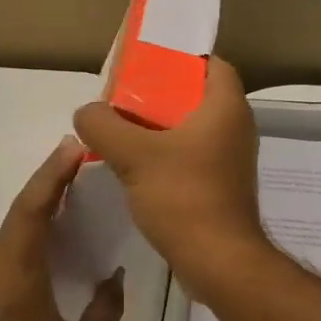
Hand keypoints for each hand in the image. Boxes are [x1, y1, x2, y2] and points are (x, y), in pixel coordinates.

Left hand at [0, 138, 125, 320]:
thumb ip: (106, 305)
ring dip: (31, 230)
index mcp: (16, 276)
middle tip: (74, 177)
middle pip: (15, 222)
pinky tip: (36, 279)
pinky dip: (16, 260)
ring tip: (62, 226)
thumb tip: (112, 276)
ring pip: (3, 248)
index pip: (31, 209)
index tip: (70, 148)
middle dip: (44, 195)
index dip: (51, 174)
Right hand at [72, 57, 271, 294]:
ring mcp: (228, 159)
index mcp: (226, 107)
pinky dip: (164, 155)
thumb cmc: (184, 197)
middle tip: (120, 98)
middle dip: (157, 94)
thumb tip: (86, 113)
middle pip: (194, 96)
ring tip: (118, 130)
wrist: (218, 262)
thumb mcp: (134, 155)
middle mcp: (234, 128)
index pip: (210, 64)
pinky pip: (189, 156)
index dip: (179, 59)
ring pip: (189, 129)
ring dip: (156, 128)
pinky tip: (132, 166)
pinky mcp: (219, 185)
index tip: (144, 65)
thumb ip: (103, 125)